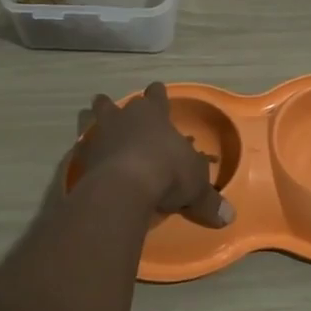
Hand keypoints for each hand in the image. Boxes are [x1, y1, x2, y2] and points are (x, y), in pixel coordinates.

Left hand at [79, 82, 233, 227]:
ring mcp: (100, 136)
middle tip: (114, 110)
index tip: (156, 92)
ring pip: (91, 120)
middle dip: (113, 106)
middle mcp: (125, 118)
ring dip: (92, 124)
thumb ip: (208, 200)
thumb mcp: (196, 187)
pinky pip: (81, 151)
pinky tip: (87, 165)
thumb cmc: (168, 173)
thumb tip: (228, 217)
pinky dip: (84, 156)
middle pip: (114, 104)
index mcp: (154, 114)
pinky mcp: (82, 158)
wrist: (124, 188)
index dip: (157, 94)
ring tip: (93, 130)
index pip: (156, 95)